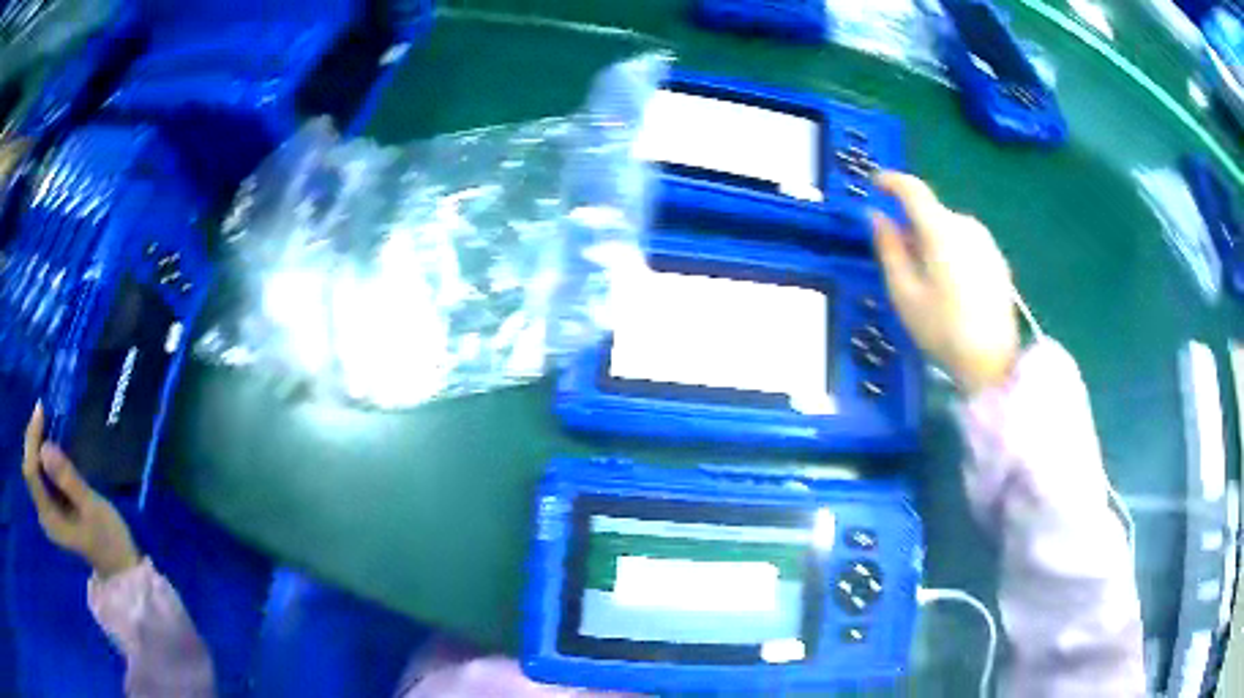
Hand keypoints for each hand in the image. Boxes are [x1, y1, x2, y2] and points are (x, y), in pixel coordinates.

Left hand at [22, 405, 140, 578]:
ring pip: (33, 471)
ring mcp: (47, 513)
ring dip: (35, 443)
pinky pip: (39, 476)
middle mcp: (44, 515)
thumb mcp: (92, 508)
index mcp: (50, 518)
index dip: (32, 439)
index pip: (31, 472)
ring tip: (44, 420)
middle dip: (32, 438)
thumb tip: (45, 449)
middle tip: (41, 410)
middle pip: (29, 470)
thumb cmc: (109, 539)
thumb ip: (68, 480)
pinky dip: (41, 455)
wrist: (121, 568)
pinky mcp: (52, 509)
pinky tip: (48, 442)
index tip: (41, 411)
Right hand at [871, 173, 1019, 394]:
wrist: (994, 363)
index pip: (912, 189)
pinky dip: (951, 252)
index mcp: (941, 230)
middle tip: (898, 258)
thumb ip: (888, 249)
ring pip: (948, 228)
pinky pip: (965, 242)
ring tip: (926, 280)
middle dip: (911, 225)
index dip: (890, 181)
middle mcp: (966, 226)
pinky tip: (951, 288)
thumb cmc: (943, 331)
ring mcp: (985, 242)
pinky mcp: (997, 259)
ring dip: (931, 240)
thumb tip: (876, 217)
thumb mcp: (904, 294)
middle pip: (931, 213)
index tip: (874, 185)